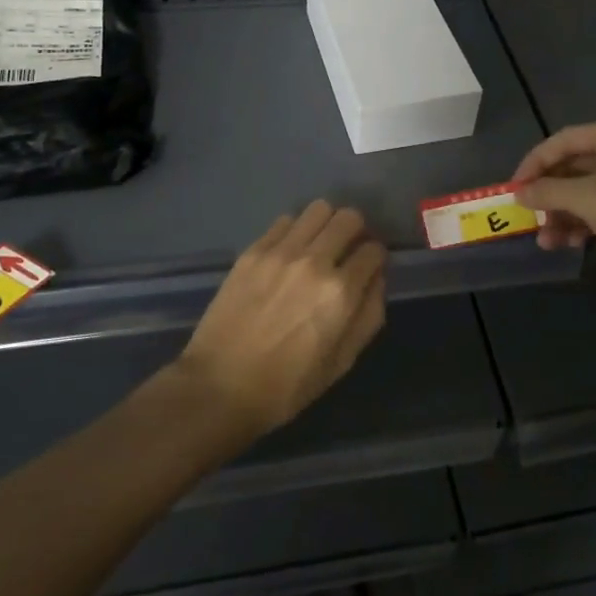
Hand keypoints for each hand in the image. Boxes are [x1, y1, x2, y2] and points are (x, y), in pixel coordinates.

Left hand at [176, 201, 386, 437]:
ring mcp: (280, 252)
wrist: (219, 386)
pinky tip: (289, 253)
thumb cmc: (286, 386)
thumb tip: (377, 279)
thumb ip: (368, 315)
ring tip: (318, 246)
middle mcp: (314, 261)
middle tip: (346, 252)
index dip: (376, 259)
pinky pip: (285, 221)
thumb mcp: (341, 363)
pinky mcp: (253, 250)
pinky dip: (295, 231)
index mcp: (340, 292)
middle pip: (349, 218)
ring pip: (318, 209)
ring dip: (326, 224)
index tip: (368, 268)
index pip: (374, 250)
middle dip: (356, 232)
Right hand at [512, 119, 595, 291]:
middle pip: (573, 165)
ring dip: (561, 213)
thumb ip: (547, 191)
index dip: (534, 163)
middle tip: (527, 215)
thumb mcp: (586, 199)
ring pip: (584, 190)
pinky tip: (566, 243)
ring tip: (545, 240)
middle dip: (549, 195)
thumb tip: (519, 193)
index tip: (514, 187)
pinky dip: (580, 221)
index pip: (563, 140)